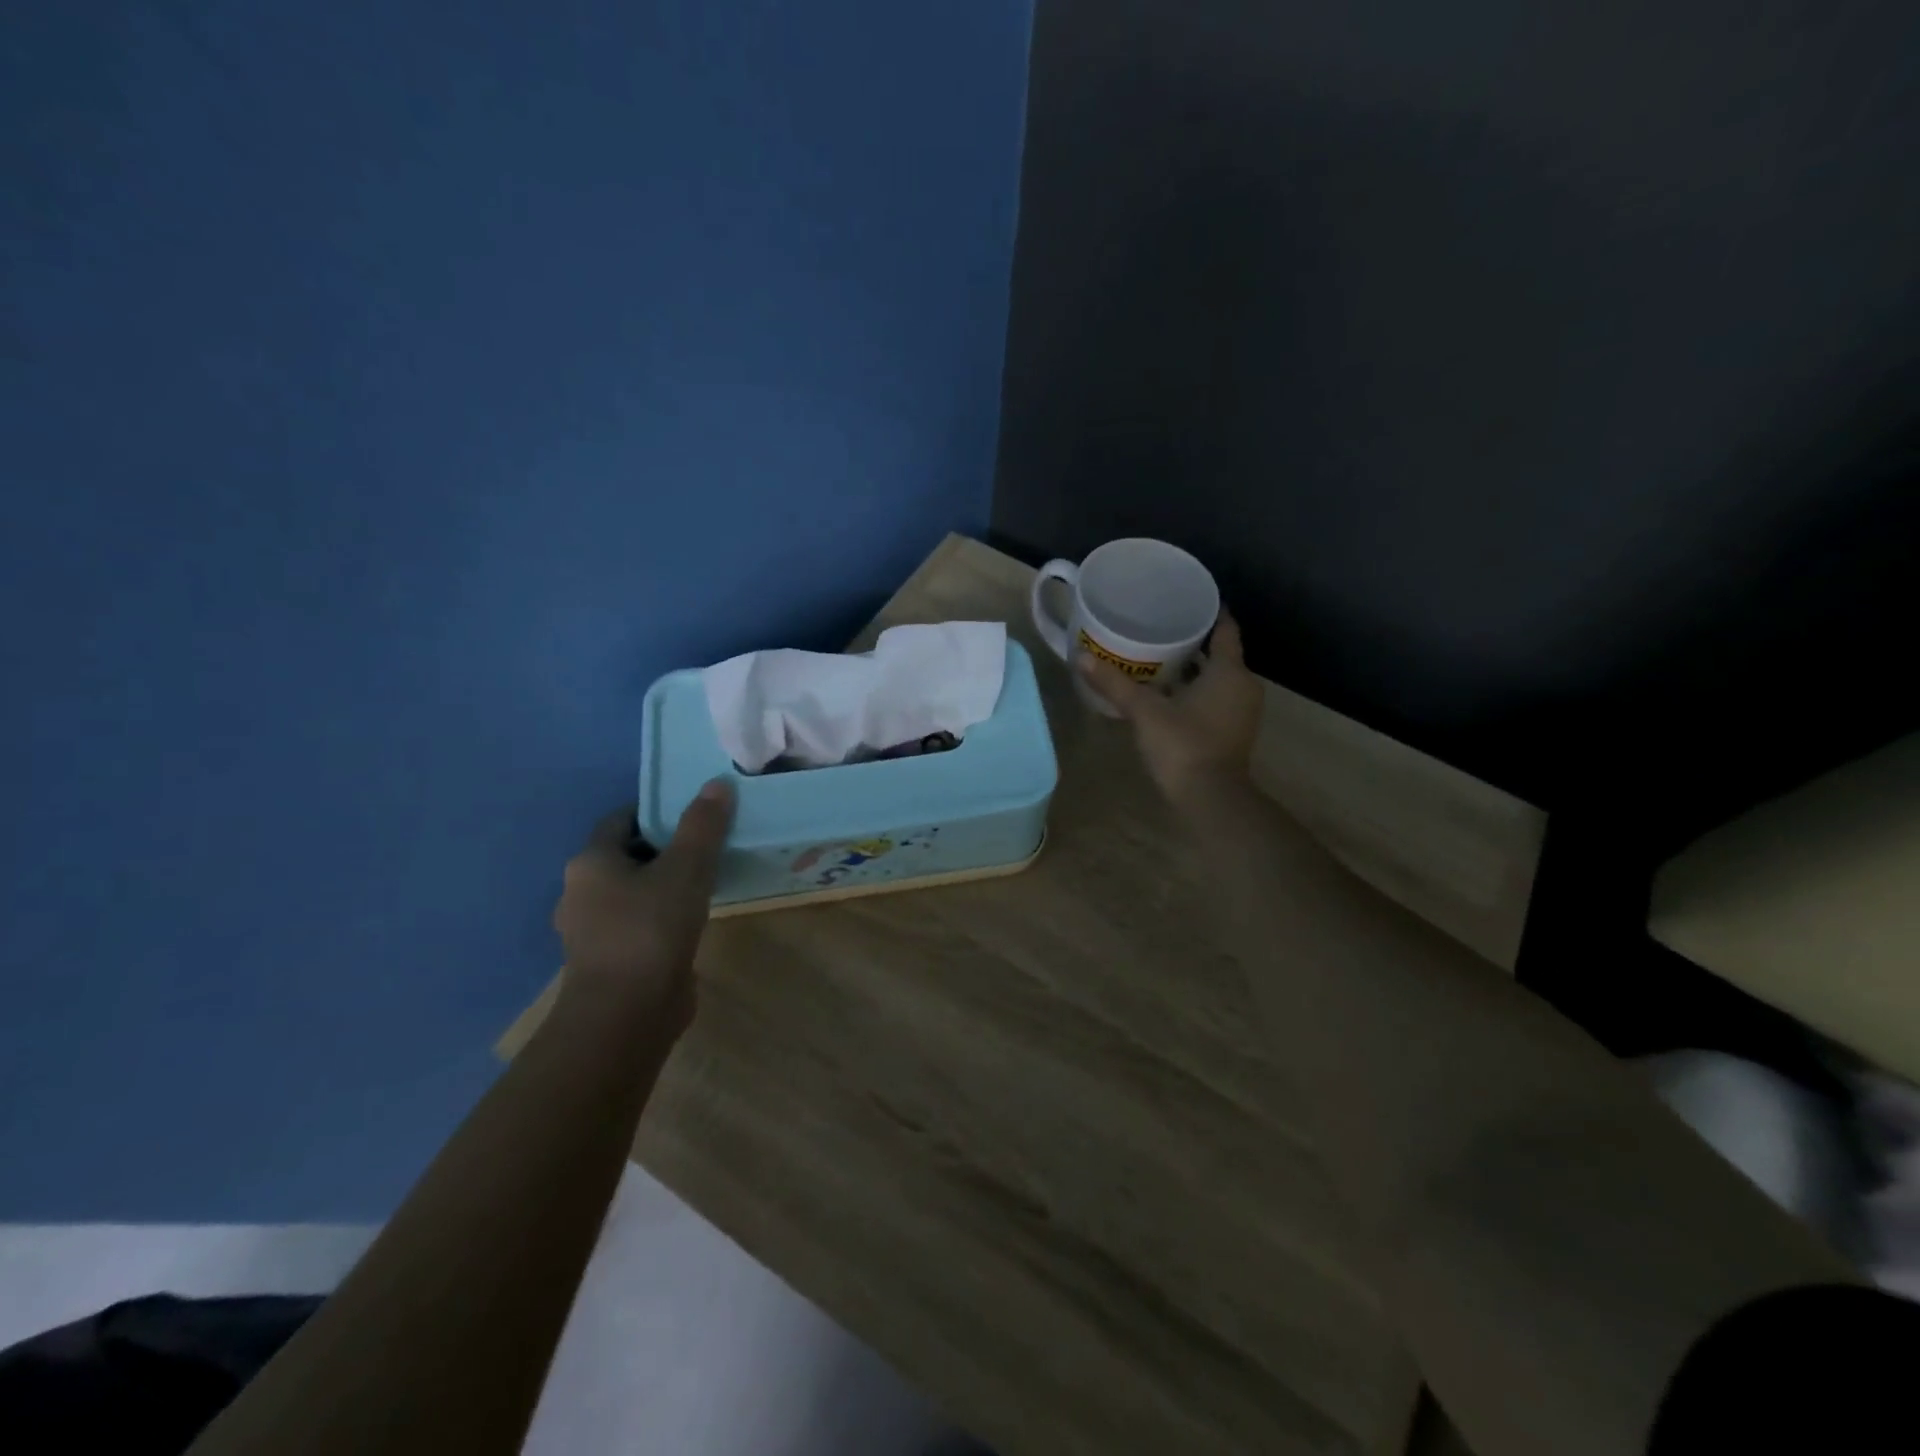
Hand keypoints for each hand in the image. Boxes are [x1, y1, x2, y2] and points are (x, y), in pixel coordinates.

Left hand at [553, 779, 735, 1026]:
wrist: (626, 1015)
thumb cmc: (649, 929)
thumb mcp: (685, 869)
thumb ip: (702, 826)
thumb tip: (717, 783)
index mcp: (591, 863)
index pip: (622, 820)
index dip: (658, 811)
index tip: (695, 812)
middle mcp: (582, 892)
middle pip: (628, 856)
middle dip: (666, 848)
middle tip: (709, 843)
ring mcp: (593, 931)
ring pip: (634, 892)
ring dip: (665, 885)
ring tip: (707, 880)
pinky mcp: (611, 961)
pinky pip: (639, 924)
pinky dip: (662, 916)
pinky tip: (693, 920)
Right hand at [1080, 610, 1262, 805]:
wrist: (1211, 797)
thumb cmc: (1183, 744)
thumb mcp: (1144, 711)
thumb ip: (1114, 684)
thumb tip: (1081, 658)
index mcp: (1229, 670)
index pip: (1225, 629)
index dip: (1210, 612)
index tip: (1187, 602)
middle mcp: (1243, 685)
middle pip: (1221, 654)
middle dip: (1194, 642)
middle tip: (1161, 629)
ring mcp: (1243, 710)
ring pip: (1219, 678)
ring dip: (1196, 669)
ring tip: (1161, 659)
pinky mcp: (1235, 731)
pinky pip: (1218, 698)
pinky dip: (1199, 691)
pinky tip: (1171, 693)